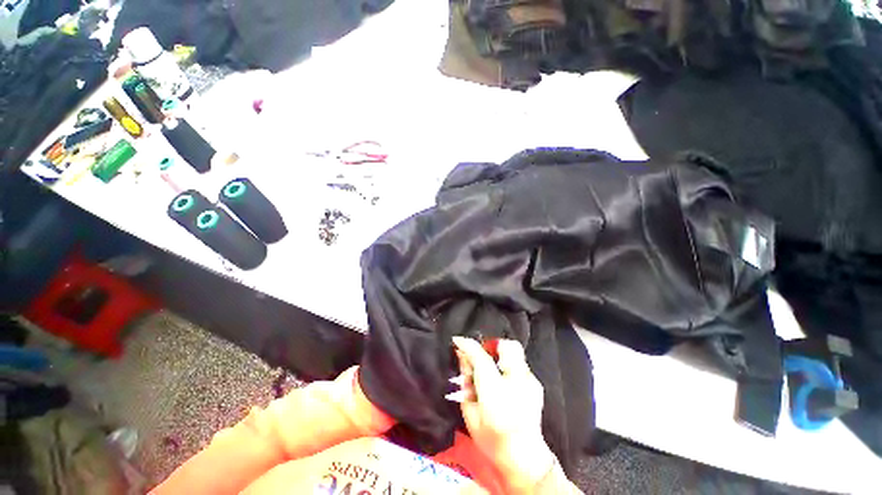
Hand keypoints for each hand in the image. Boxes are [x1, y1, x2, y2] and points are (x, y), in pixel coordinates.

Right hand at [451, 337, 555, 491]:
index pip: (481, 358)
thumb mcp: (470, 412)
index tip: (457, 340)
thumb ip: (466, 381)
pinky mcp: (536, 385)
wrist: (524, 459)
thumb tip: (462, 357)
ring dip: (500, 355)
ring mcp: (530, 382)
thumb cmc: (491, 439)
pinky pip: (520, 364)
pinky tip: (504, 382)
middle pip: (507, 346)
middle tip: (481, 354)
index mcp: (496, 392)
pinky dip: (509, 366)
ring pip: (515, 352)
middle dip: (492, 344)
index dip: (468, 345)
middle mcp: (517, 382)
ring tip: (492, 368)